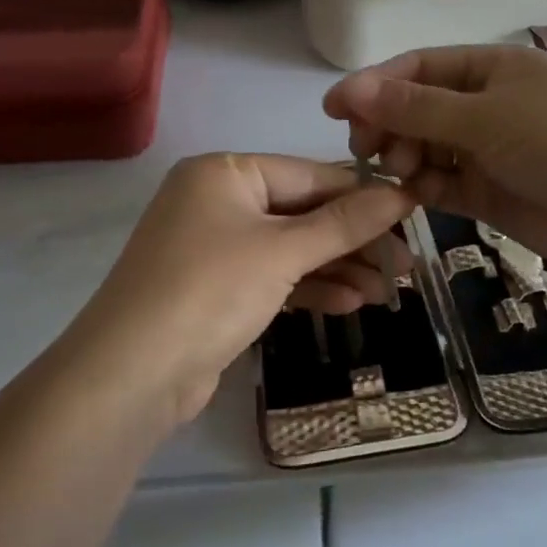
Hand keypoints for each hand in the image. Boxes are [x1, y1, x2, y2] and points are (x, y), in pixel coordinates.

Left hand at [62, 154, 415, 428]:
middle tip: (406, 263)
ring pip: (291, 249)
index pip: (309, 174)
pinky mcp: (216, 289)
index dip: (363, 195)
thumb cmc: (210, 290)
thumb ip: (344, 223)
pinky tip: (351, 304)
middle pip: (302, 212)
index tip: (412, 212)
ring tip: (389, 290)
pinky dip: (310, 288)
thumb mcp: (283, 251)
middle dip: (354, 240)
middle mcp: (217, 201)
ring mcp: (214, 247)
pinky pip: (274, 277)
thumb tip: (402, 193)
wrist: (134, 372)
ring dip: (339, 268)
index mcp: (225, 173)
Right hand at [324, 46, 546, 279]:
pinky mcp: (486, 191)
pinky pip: (440, 183)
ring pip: (424, 148)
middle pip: (415, 109)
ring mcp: (485, 150)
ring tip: (400, 172)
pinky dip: (423, 187)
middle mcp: (483, 104)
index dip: (372, 86)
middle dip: (387, 126)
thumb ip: (414, 108)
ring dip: (404, 157)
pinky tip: (415, 193)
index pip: (416, 69)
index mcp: (488, 68)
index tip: (333, 111)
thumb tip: (350, 87)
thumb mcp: (483, 117)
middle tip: (369, 151)